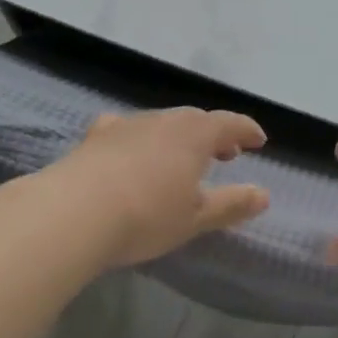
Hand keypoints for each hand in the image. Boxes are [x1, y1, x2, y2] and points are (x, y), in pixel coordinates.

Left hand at [53, 109, 270, 266]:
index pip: (230, 123)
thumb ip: (231, 204)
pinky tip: (129, 148)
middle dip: (214, 134)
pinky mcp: (98, 136)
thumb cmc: (146, 216)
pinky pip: (126, 129)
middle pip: (197, 119)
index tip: (259, 141)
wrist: (74, 213)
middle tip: (225, 154)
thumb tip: (264, 195)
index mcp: (196, 135)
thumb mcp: (195, 218)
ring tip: (181, 158)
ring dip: (179, 136)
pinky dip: (138, 137)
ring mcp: (129, 124)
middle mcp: (165, 120)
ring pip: (163, 122)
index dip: (246, 130)